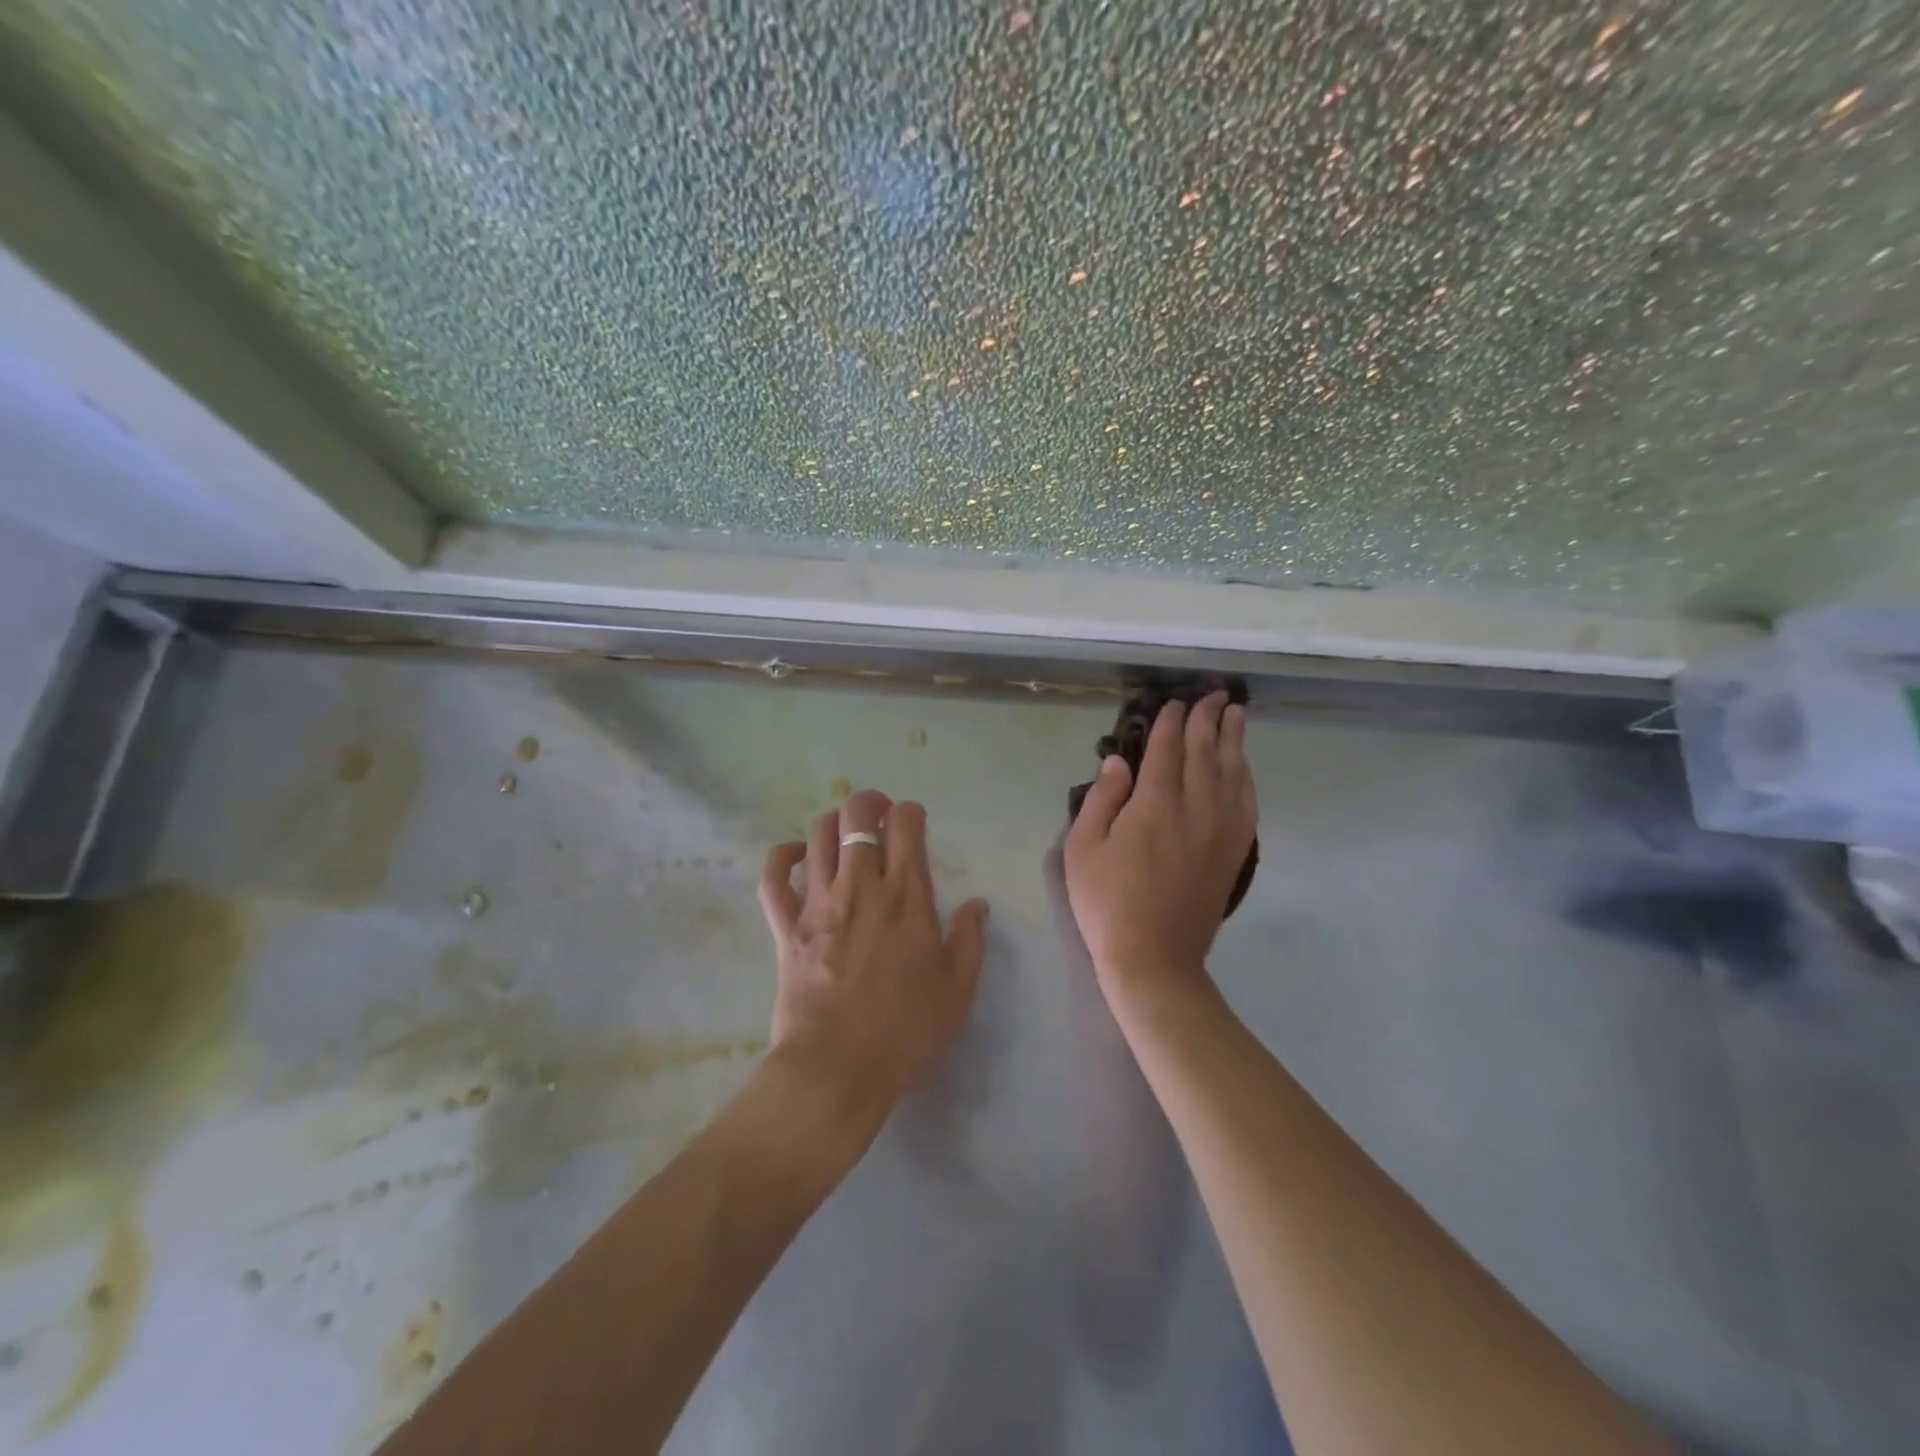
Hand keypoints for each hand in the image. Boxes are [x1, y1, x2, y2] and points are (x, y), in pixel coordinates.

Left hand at [759, 789, 989, 1120]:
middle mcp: (861, 888)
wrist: (836, 1069)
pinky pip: (774, 876)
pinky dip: (782, 856)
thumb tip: (977, 905)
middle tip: (879, 817)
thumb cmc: (904, 1032)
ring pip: (818, 835)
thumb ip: (969, 941)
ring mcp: (818, 903)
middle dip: (869, 803)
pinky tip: (796, 856)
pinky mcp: (785, 926)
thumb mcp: (956, 992)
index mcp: (906, 899)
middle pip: (856, 817)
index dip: (910, 812)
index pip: (906, 827)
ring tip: (844, 834)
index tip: (914, 822)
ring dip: (833, 823)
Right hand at [1064, 693, 1256, 1004]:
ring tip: (1236, 715)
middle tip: (1213, 695)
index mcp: (1154, 805)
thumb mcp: (1083, 848)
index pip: (1166, 750)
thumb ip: (1101, 799)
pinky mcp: (1234, 853)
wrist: (1154, 957)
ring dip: (1234, 740)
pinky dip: (1246, 777)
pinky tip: (1244, 767)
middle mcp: (1195, 809)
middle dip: (1208, 720)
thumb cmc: (1107, 902)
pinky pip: (1246, 804)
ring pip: (1233, 773)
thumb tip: (1118, 762)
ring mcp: (1220, 831)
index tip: (1174, 702)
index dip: (1170, 722)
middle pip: (1205, 753)